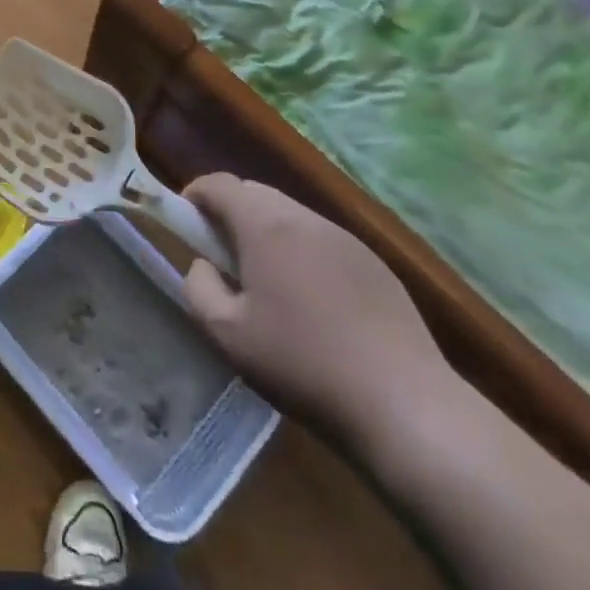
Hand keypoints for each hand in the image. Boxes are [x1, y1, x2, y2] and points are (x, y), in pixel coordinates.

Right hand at [182, 174, 450, 452]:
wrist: (404, 405)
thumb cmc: (303, 365)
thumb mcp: (229, 335)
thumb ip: (199, 288)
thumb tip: (203, 265)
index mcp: (266, 226)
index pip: (220, 184)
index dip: (195, 195)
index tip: (185, 221)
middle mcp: (305, 218)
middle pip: (255, 193)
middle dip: (230, 213)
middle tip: (221, 256)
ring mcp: (346, 238)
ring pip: (291, 214)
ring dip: (267, 231)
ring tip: (266, 281)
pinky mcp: (375, 264)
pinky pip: (323, 240)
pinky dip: (302, 251)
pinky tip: (312, 301)